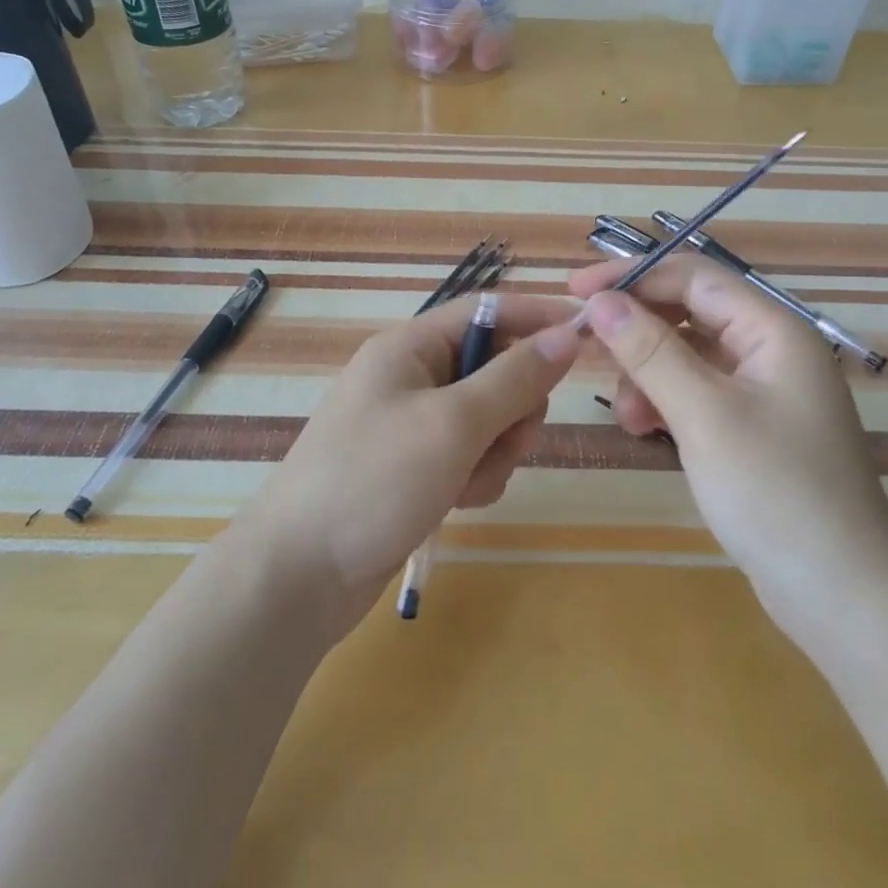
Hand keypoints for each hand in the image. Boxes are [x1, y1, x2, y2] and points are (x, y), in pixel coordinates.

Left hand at [244, 294, 581, 625]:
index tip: (588, 335)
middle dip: (513, 408)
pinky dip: (475, 476)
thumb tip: (567, 334)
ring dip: (495, 451)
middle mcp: (411, 377)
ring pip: (488, 419)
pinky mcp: (413, 468)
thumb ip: (516, 377)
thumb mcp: (454, 423)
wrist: (298, 575)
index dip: (538, 318)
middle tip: (508, 441)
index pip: (488, 311)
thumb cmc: (374, 480)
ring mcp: (411, 425)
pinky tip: (457, 504)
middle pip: (495, 369)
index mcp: (410, 347)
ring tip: (469, 483)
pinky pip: (468, 456)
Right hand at [568, 256, 887, 623]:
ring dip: (648, 374)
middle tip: (584, 347)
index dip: (632, 276)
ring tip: (627, 416)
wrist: (841, 596)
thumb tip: (599, 300)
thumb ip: (650, 351)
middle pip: (689, 314)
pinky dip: (666, 403)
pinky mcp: (752, 429)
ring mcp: (763, 392)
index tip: (575, 289)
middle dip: (637, 330)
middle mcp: (771, 350)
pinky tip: (645, 430)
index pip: (694, 277)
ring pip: (688, 356)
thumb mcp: (703, 415)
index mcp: (774, 330)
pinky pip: (697, 394)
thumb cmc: (775, 491)